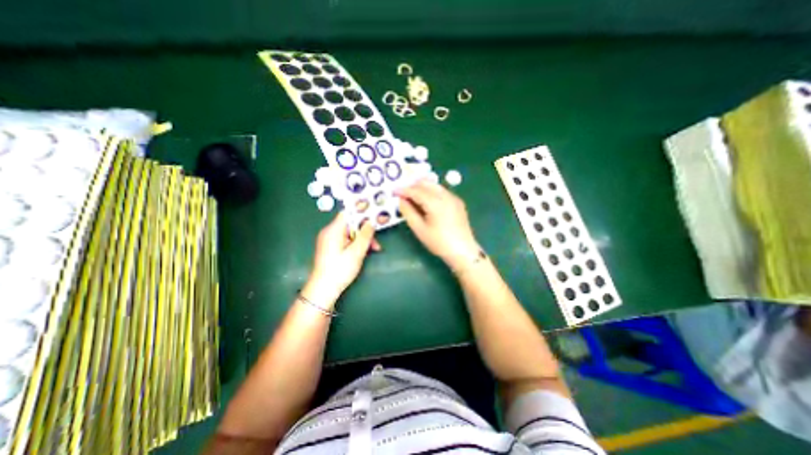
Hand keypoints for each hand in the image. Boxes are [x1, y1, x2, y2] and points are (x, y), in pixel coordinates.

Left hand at [302, 211, 382, 304]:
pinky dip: (356, 243)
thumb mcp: (356, 252)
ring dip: (362, 239)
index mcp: (333, 230)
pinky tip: (364, 252)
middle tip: (376, 241)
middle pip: (350, 224)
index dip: (361, 212)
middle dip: (365, 230)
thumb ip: (365, 235)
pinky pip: (346, 240)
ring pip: (350, 233)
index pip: (348, 213)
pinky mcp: (331, 248)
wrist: (323, 290)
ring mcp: (329, 240)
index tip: (374, 215)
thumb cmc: (339, 270)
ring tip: (374, 249)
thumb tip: (371, 222)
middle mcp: (330, 232)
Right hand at [398, 177, 478, 269]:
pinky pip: (441, 191)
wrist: (463, 251)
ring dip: (422, 187)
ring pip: (434, 185)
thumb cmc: (439, 242)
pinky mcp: (457, 202)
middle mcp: (445, 195)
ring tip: (412, 197)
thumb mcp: (419, 229)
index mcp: (435, 202)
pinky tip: (426, 201)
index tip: (393, 191)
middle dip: (412, 185)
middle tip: (402, 193)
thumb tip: (400, 200)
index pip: (416, 190)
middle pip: (426, 183)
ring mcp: (453, 197)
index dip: (403, 190)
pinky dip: (431, 192)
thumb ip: (408, 212)